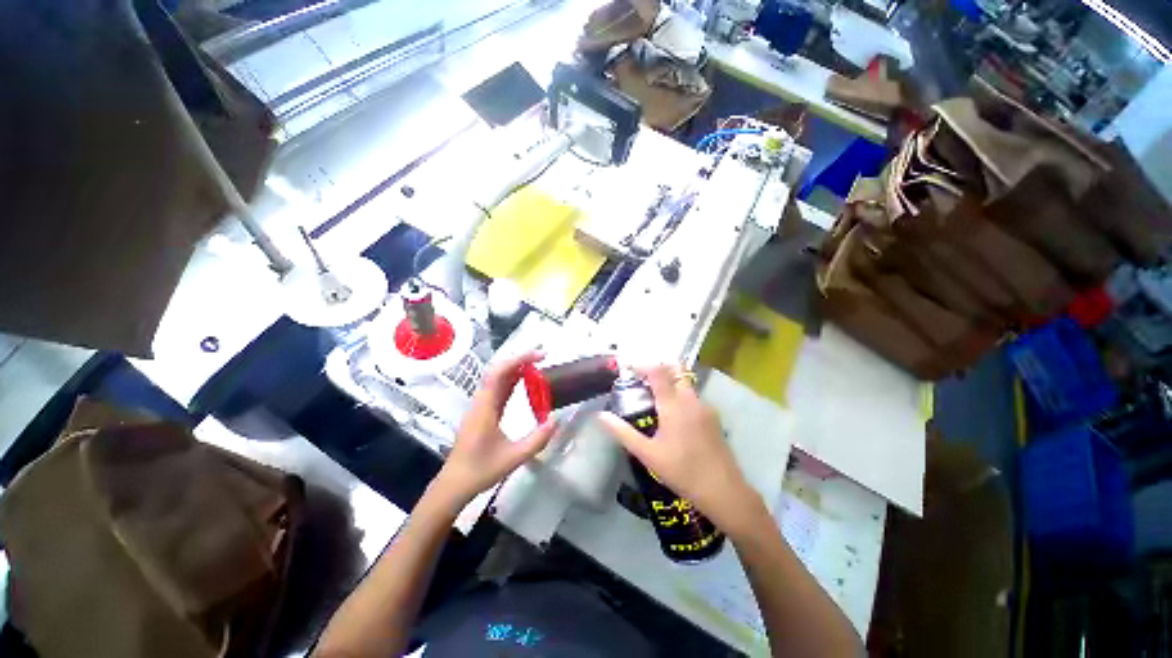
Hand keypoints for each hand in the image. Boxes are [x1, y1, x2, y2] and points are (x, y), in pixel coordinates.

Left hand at [433, 351, 558, 507]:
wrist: (454, 484)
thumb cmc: (480, 470)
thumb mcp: (513, 458)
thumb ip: (537, 440)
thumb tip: (556, 420)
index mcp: (485, 407)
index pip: (500, 373)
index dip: (519, 359)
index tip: (540, 356)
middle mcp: (481, 401)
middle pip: (498, 370)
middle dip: (520, 359)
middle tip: (542, 357)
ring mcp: (481, 406)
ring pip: (497, 378)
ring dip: (516, 368)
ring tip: (537, 365)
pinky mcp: (483, 411)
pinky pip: (498, 388)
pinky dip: (512, 380)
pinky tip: (524, 382)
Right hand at [597, 365, 761, 535]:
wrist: (724, 491)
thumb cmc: (681, 472)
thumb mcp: (647, 454)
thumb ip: (623, 432)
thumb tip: (601, 416)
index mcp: (674, 405)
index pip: (657, 372)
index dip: (642, 365)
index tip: (628, 368)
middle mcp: (691, 400)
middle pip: (675, 370)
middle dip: (658, 369)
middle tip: (642, 381)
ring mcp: (705, 408)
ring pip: (685, 383)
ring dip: (669, 383)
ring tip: (654, 399)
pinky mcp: (713, 418)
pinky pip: (693, 397)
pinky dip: (680, 396)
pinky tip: (673, 417)